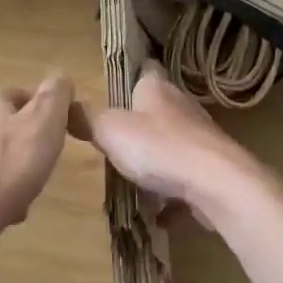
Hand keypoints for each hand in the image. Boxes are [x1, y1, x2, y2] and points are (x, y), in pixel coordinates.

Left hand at [0, 77, 73, 256]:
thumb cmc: (9, 165)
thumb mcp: (45, 121)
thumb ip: (56, 94)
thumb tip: (61, 79)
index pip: (23, 96)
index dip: (45, 114)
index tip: (57, 136)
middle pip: (8, 128)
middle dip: (27, 145)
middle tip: (44, 164)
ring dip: (12, 171)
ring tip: (28, 191)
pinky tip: (8, 210)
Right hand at [82, 64, 265, 230]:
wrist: (216, 182)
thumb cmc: (158, 147)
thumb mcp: (110, 130)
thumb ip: (88, 119)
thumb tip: (65, 105)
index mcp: (156, 87)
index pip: (144, 70)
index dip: (131, 76)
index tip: (115, 89)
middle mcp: (181, 105)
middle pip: (159, 108)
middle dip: (140, 124)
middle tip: (116, 142)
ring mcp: (200, 136)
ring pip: (173, 143)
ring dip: (157, 160)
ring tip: (134, 180)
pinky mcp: (212, 167)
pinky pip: (186, 177)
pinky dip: (172, 193)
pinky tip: (159, 213)